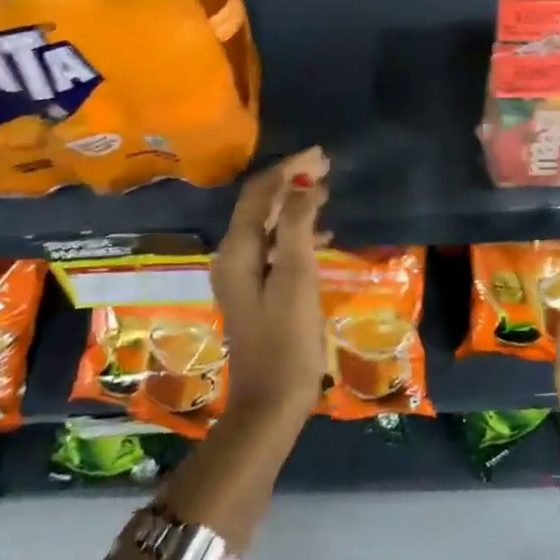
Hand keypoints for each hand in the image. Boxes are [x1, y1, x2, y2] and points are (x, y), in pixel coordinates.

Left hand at [212, 147, 330, 425]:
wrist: (270, 404)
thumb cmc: (287, 341)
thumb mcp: (296, 278)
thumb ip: (296, 226)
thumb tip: (303, 183)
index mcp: (237, 251)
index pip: (258, 193)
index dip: (288, 169)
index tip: (321, 155)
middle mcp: (233, 257)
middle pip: (260, 204)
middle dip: (291, 181)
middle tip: (326, 166)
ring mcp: (243, 276)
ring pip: (268, 224)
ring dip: (295, 204)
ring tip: (327, 192)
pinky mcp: (258, 291)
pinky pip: (276, 246)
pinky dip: (297, 232)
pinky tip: (323, 236)